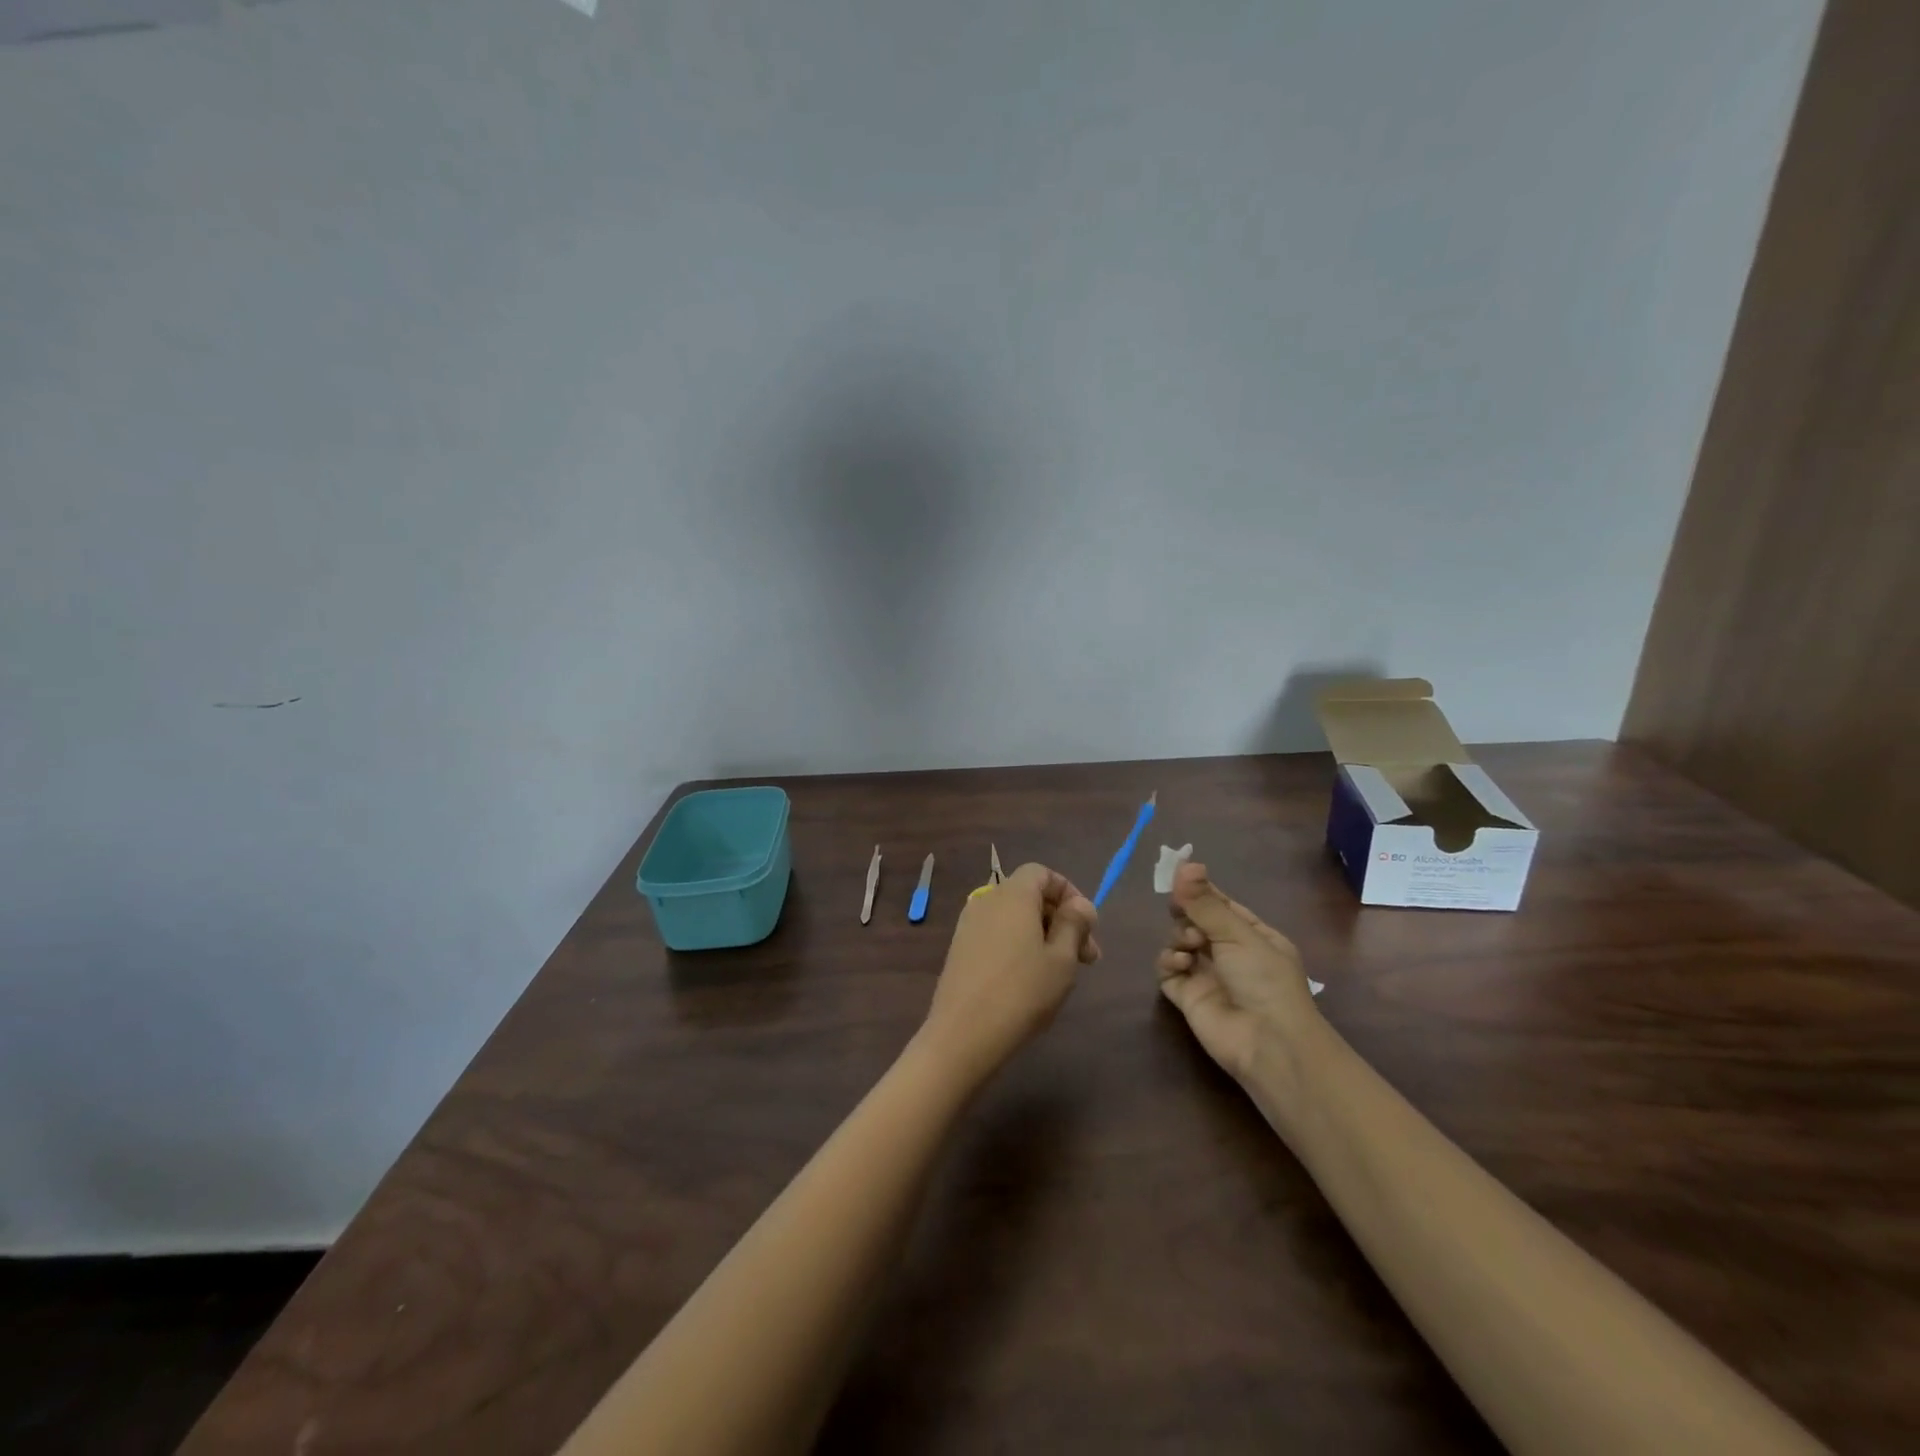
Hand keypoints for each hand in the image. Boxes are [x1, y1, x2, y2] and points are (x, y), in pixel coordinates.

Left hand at [920, 863, 1099, 1082]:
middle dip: (1061, 920)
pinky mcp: (960, 951)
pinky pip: (997, 936)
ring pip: (1014, 919)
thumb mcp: (1062, 959)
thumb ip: (1074, 925)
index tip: (1087, 925)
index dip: (1068, 892)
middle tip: (1087, 958)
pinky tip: (1031, 981)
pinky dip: (1019, 947)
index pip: (1041, 873)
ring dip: (1042, 936)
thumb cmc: (1021, 992)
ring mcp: (969, 926)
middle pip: (1029, 896)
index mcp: (1012, 895)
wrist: (962, 1034)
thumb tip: (1080, 904)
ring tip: (1063, 973)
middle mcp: (986, 901)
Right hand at [1156, 862, 1320, 1085]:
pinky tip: (1180, 964)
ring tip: (1189, 946)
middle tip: (1183, 914)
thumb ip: (1205, 902)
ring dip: (1179, 937)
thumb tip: (1185, 863)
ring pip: (1179, 942)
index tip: (1178, 877)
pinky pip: (1167, 969)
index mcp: (1253, 936)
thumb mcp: (1238, 934)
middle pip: (1195, 920)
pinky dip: (1169, 962)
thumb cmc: (1264, 980)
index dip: (1200, 891)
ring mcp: (1207, 975)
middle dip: (1187, 914)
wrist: (1267, 1043)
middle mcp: (1229, 953)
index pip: (1221, 904)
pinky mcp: (1187, 996)